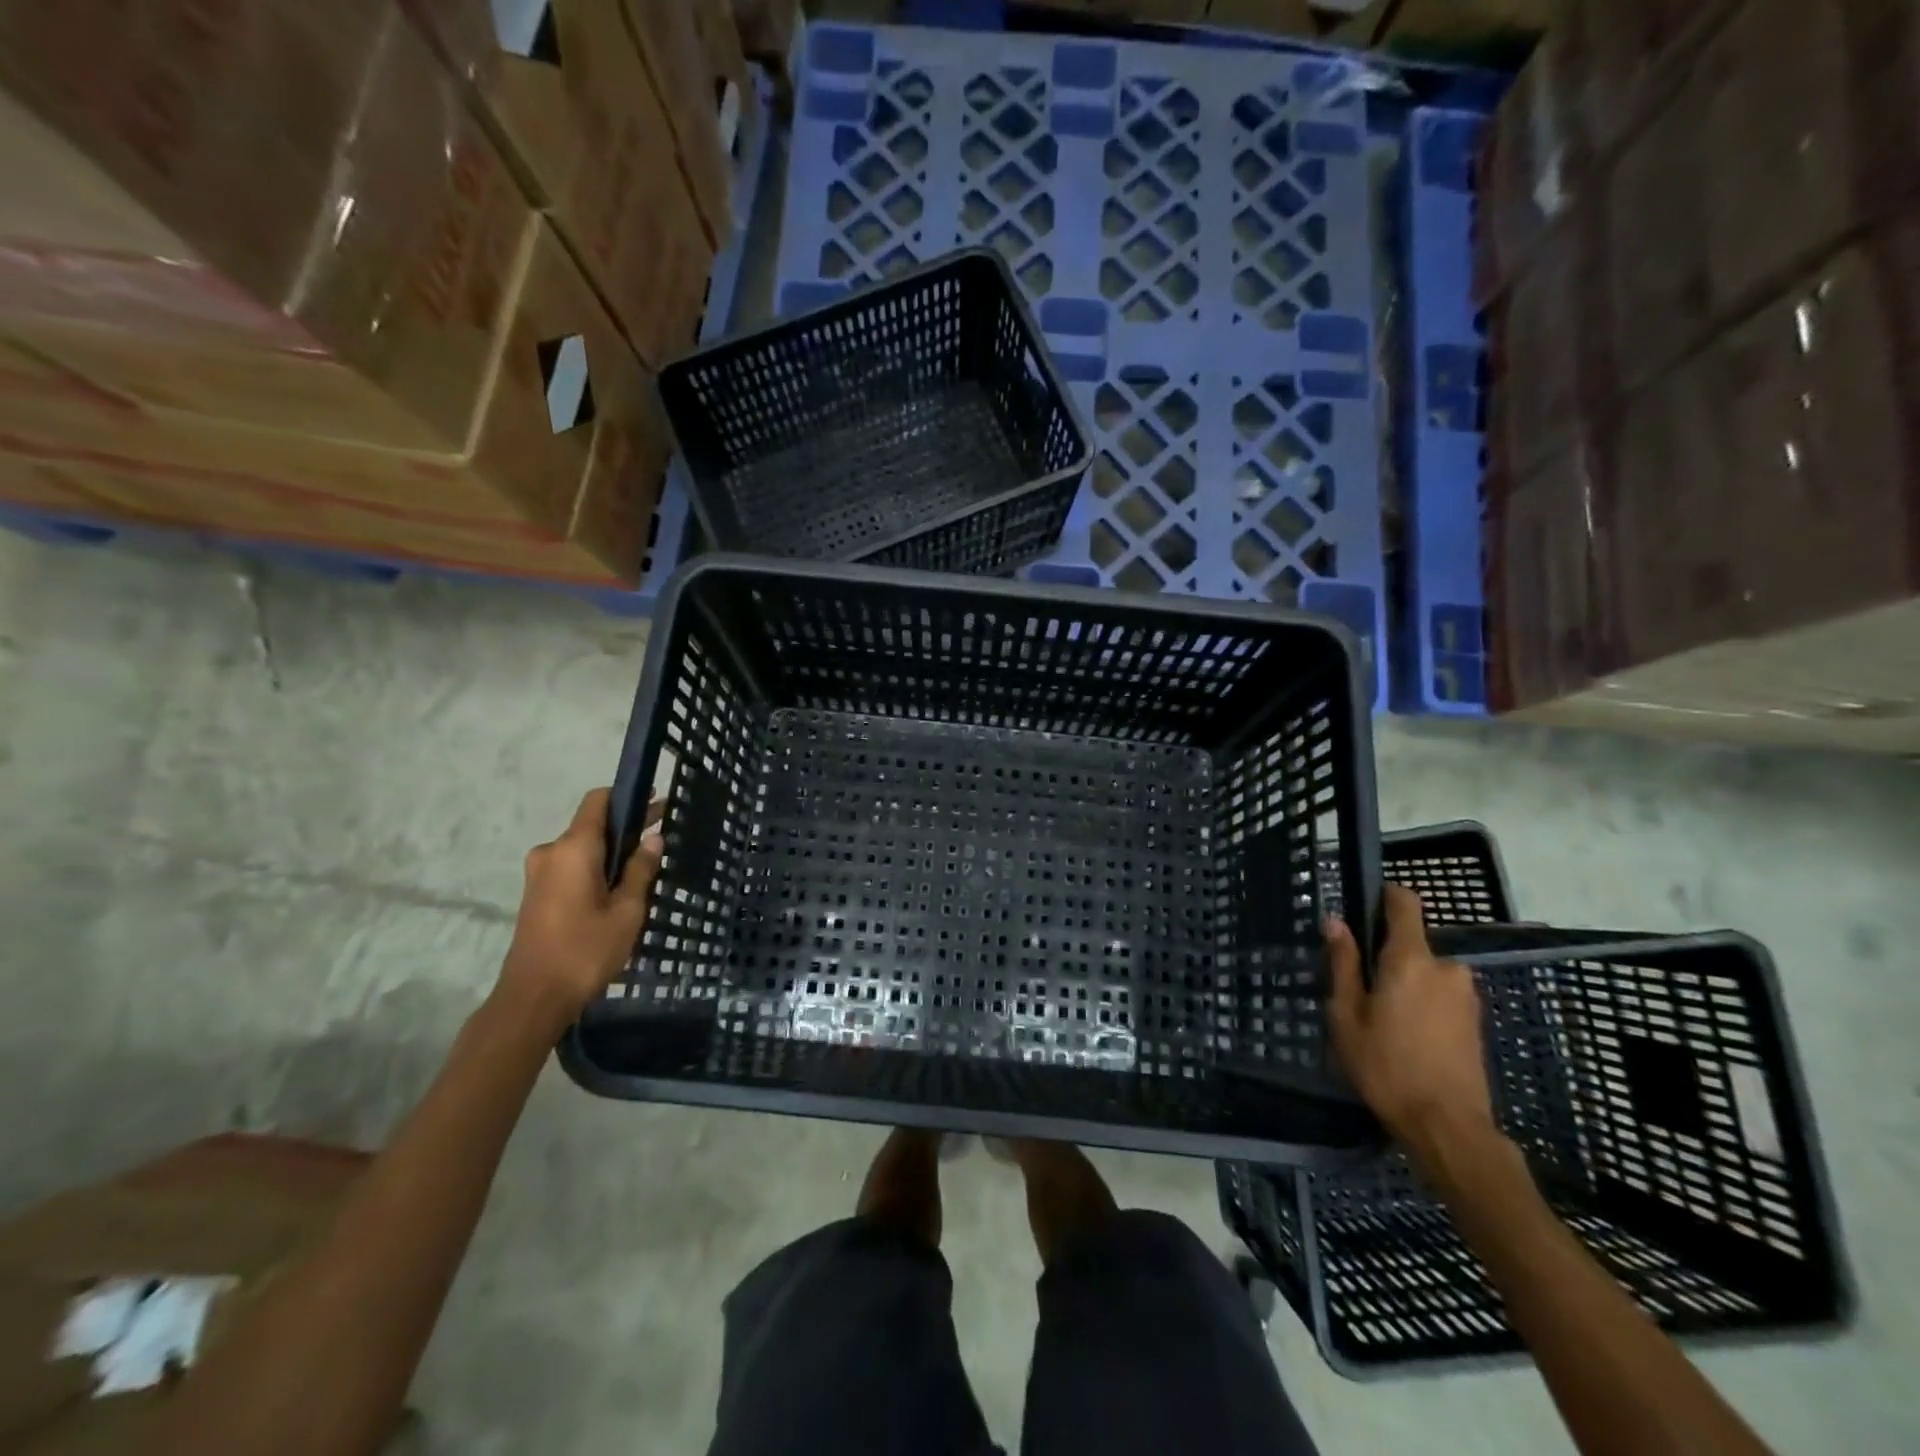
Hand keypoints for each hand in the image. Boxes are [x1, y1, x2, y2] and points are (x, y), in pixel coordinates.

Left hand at [496, 789, 662, 1033]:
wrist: (533, 998)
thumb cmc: (585, 950)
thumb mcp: (626, 911)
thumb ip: (641, 870)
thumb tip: (653, 838)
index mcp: (573, 848)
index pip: (598, 800)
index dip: (628, 796)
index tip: (657, 802)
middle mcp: (551, 852)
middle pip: (592, 825)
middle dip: (627, 827)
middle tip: (663, 836)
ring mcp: (539, 874)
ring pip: (582, 849)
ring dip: (611, 852)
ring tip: (646, 869)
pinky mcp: (536, 894)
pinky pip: (571, 867)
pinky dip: (596, 868)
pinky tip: (619, 889)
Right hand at [1327, 885, 1496, 1166]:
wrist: (1449, 1127)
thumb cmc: (1386, 1066)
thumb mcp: (1347, 1015)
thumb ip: (1343, 964)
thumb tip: (1336, 922)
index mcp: (1410, 959)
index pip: (1405, 903)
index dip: (1384, 896)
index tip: (1362, 907)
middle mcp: (1445, 967)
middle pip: (1409, 943)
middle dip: (1385, 958)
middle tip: (1358, 990)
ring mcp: (1465, 994)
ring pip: (1424, 972)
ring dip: (1403, 983)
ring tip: (1380, 1020)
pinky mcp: (1475, 1019)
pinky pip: (1440, 994)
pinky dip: (1421, 1002)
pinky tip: (1405, 1036)